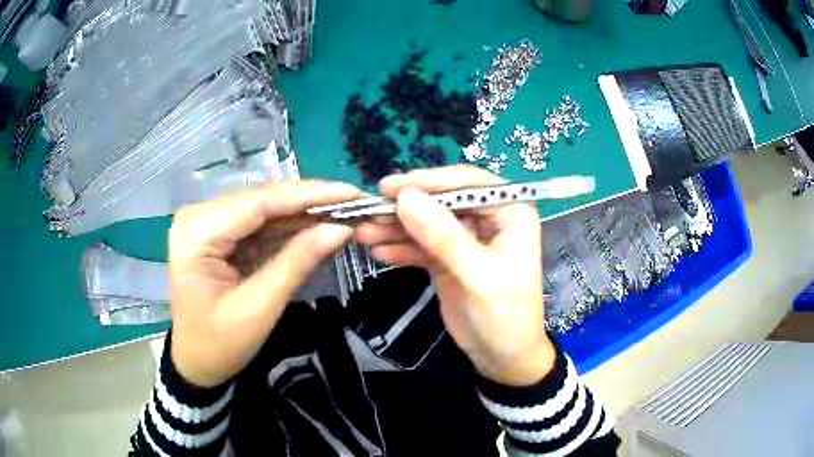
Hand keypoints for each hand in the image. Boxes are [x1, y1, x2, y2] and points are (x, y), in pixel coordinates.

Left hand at [168, 181, 360, 387]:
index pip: (259, 202)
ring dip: (303, 214)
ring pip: (264, 209)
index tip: (352, 193)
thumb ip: (297, 262)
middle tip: (355, 204)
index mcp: (197, 232)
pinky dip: (289, 228)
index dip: (309, 194)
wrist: (196, 363)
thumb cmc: (220, 344)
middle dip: (310, 202)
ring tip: (344, 213)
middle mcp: (198, 216)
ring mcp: (207, 223)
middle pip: (262, 200)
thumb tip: (341, 228)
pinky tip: (317, 226)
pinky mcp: (218, 234)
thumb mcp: (259, 307)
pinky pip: (258, 224)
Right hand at [356, 165, 554, 385]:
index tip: (391, 188)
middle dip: (406, 206)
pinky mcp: (448, 258)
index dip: (430, 181)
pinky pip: (421, 245)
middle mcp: (488, 218)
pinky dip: (401, 248)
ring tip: (363, 232)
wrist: (503, 358)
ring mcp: (466, 238)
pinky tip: (379, 252)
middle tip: (370, 209)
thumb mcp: (478, 277)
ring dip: (396, 227)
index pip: (469, 183)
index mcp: (510, 212)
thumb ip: (443, 237)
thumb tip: (406, 197)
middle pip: (442, 200)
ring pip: (427, 222)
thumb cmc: (506, 317)